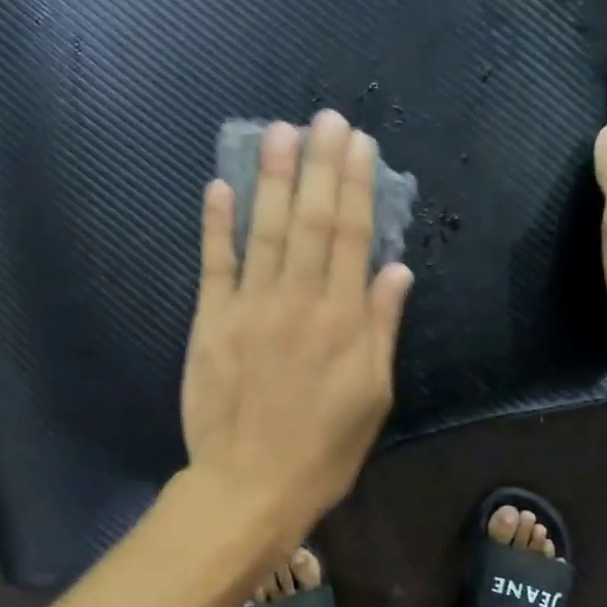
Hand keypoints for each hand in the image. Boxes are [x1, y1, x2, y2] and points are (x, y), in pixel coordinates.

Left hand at [182, 111, 413, 546]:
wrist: (250, 487)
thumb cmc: (322, 450)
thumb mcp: (373, 397)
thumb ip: (382, 330)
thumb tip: (397, 271)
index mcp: (343, 321)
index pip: (353, 237)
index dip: (357, 186)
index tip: (358, 144)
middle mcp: (299, 302)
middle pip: (312, 222)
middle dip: (319, 166)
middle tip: (322, 119)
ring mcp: (250, 309)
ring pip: (266, 231)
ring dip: (272, 179)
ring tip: (277, 132)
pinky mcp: (210, 323)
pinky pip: (214, 265)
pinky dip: (217, 225)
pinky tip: (220, 186)